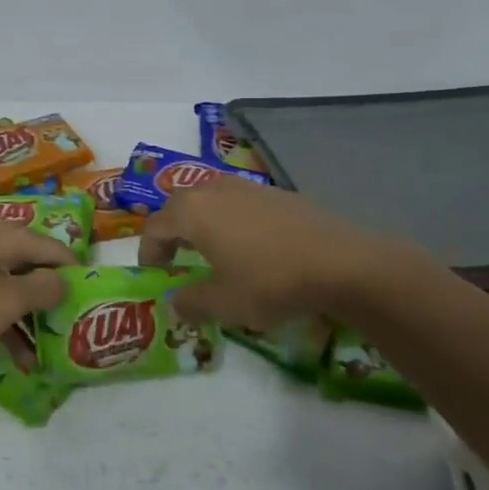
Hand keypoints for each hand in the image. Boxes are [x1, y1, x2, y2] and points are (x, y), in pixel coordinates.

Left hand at [0, 222, 76, 357]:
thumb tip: (66, 280)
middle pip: (31, 267)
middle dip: (50, 301)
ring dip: (26, 321)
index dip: (75, 274)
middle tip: (69, 330)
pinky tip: (11, 358)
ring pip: (8, 289)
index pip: (54, 248)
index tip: (92, 303)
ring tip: (42, 357)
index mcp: (4, 235)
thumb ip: (42, 289)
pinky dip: (0, 325)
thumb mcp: (5, 302)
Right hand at [138, 177, 391, 326]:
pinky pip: (239, 202)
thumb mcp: (224, 303)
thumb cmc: (270, 281)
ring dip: (202, 223)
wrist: (340, 262)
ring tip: (210, 250)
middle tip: (175, 259)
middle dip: (172, 232)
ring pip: (210, 200)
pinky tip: (249, 246)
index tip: (154, 274)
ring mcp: (247, 186)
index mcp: (192, 211)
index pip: (155, 227)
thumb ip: (191, 302)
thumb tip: (176, 303)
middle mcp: (214, 189)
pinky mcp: (276, 192)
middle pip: (180, 206)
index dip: (148, 251)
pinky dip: (231, 220)